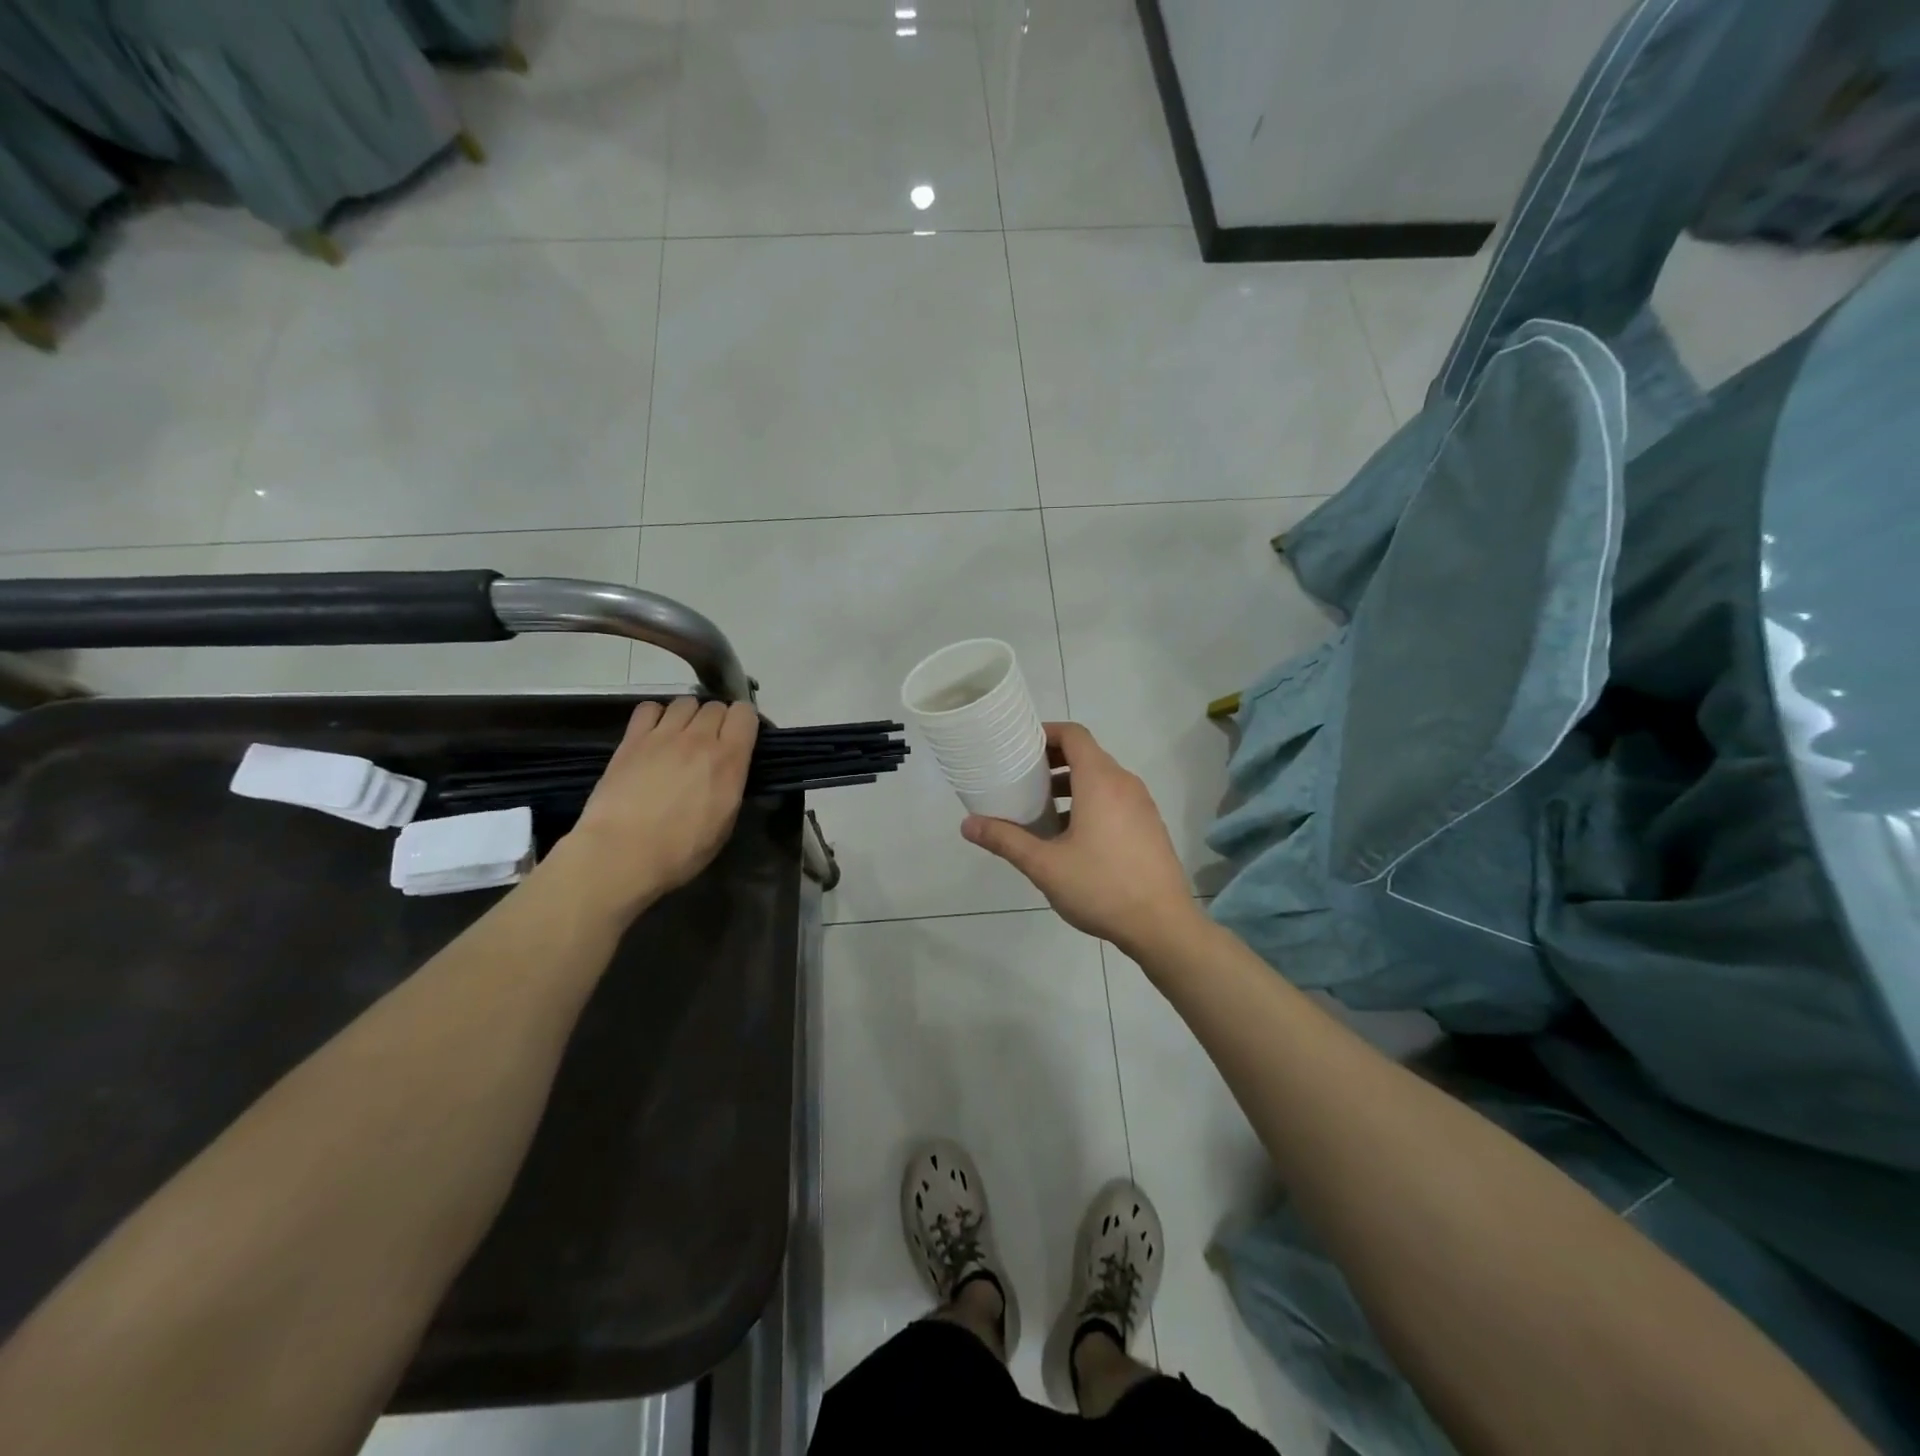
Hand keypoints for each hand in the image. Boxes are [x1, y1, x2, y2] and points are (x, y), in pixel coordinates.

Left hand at [551, 697, 758, 920]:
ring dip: (689, 716)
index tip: (740, 738)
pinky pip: (649, 708)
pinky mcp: (632, 739)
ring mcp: (663, 735)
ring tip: (681, 736)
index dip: (744, 722)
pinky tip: (654, 735)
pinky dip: (656, 716)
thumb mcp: (725, 821)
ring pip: (685, 702)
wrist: (623, 853)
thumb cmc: (681, 850)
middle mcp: (700, 739)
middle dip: (717, 720)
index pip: (745, 713)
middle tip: (709, 743)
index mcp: (729, 760)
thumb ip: (731, 783)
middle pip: (715, 706)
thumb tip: (728, 769)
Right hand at [961, 721, 1203, 959]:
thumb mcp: (1044, 865)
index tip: (1020, 747)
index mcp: (1100, 781)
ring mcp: (1142, 805)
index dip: (1046, 733)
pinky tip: (1072, 836)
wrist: (1163, 926)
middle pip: (1087, 754)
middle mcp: (1125, 783)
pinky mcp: (1150, 826)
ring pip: (1102, 779)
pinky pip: (1115, 798)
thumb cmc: (1101, 887)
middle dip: (1053, 761)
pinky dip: (1090, 801)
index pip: (1074, 734)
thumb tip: (967, 824)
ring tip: (1042, 809)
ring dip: (1071, 784)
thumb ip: (1005, 840)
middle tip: (1022, 778)